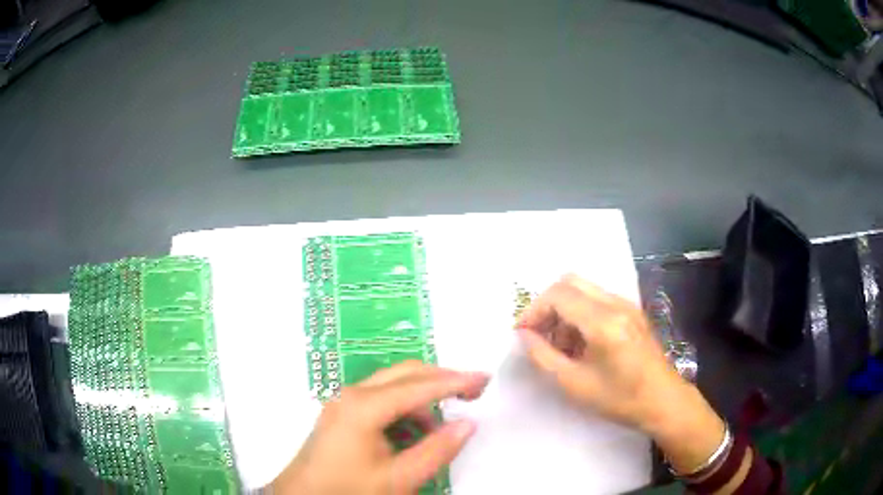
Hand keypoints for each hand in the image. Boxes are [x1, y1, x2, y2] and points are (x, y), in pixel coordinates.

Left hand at [272, 361, 488, 494]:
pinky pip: (379, 401)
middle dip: (441, 380)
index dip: (456, 381)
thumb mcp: (400, 478)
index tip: (485, 379)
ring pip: (392, 386)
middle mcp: (352, 394)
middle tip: (472, 392)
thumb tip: (468, 423)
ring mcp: (343, 402)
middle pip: (405, 374)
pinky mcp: (341, 414)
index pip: (420, 385)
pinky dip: (403, 411)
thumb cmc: (349, 490)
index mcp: (365, 406)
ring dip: (421, 400)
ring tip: (440, 430)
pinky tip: (412, 435)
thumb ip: (437, 450)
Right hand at [517, 274, 725, 473]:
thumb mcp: (575, 384)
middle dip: (548, 305)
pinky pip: (598, 300)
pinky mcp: (632, 312)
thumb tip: (524, 335)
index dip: (534, 310)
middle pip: (570, 282)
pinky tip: (581, 343)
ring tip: (561, 345)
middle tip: (539, 334)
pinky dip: (581, 313)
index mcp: (604, 321)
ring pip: (584, 289)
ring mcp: (627, 305)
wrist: (663, 401)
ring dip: (564, 309)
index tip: (522, 334)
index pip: (559, 295)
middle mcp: (616, 303)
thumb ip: (544, 356)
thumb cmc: (620, 399)